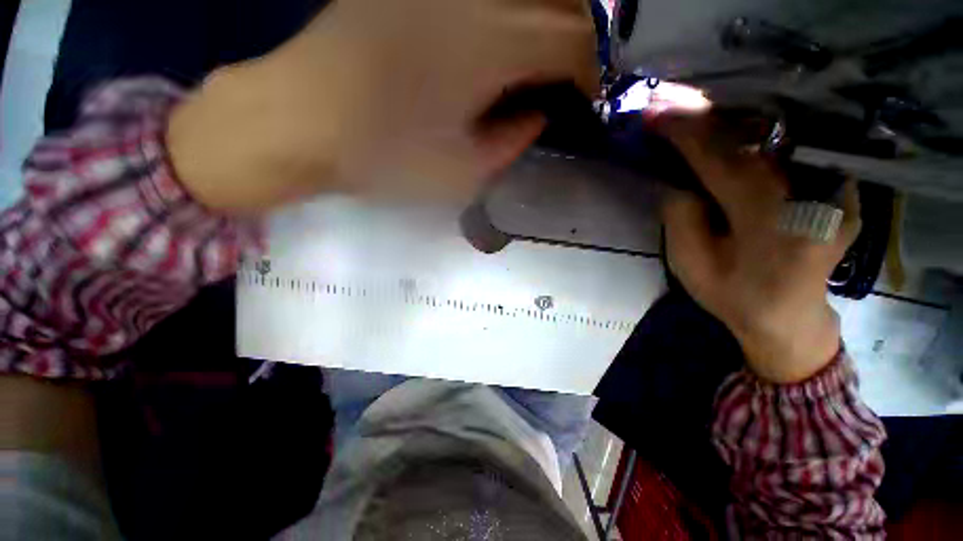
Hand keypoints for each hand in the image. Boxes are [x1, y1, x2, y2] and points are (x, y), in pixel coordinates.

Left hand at [168, 0, 598, 212]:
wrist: (302, 118)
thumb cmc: (387, 156)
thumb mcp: (463, 171)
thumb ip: (512, 143)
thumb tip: (538, 116)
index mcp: (494, 43)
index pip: (577, 42)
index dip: (593, 74)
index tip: (589, 101)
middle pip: (563, 3)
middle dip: (580, 45)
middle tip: (573, 83)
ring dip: (551, 25)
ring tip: (542, 68)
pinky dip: (512, 17)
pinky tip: (500, 48)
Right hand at [659, 115, 859, 382]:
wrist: (788, 316)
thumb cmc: (734, 296)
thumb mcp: (691, 266)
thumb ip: (682, 219)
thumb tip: (677, 181)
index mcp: (772, 224)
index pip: (723, 161)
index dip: (687, 134)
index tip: (656, 114)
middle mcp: (811, 197)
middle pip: (754, 139)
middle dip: (707, 118)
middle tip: (670, 101)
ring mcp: (832, 189)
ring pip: (775, 138)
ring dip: (730, 120)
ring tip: (694, 108)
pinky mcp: (835, 186)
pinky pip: (791, 148)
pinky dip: (758, 133)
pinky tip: (733, 126)